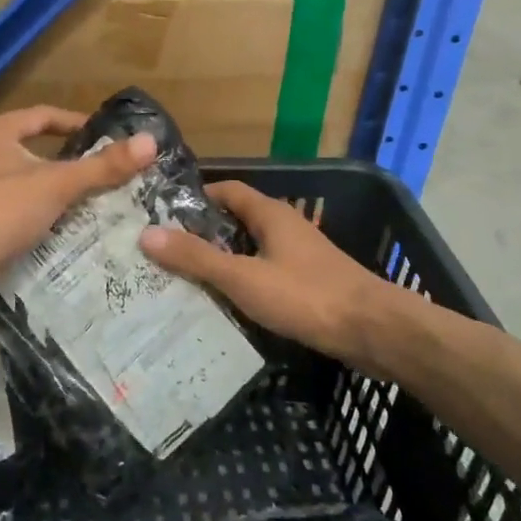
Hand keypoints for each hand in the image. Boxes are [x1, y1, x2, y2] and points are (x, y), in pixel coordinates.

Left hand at [0, 108, 156, 313]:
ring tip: (81, 203)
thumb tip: (150, 142)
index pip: (42, 116)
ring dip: (46, 191)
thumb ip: (102, 166)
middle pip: (29, 149)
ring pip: (18, 181)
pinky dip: (30, 215)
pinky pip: (7, 209)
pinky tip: (53, 231)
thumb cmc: (3, 208)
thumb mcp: (58, 184)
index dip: (73, 122)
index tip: (101, 134)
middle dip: (62, 161)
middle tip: (96, 172)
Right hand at [138, 180, 408, 370]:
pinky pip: (265, 272)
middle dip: (203, 234)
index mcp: (269, 213)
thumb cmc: (306, 296)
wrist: (373, 330)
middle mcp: (285, 226)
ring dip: (222, 260)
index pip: (226, 190)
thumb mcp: (243, 277)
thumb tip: (147, 234)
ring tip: (185, 280)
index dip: (196, 198)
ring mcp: (300, 255)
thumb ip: (197, 258)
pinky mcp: (308, 283)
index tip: (162, 214)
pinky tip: (225, 304)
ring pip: (251, 249)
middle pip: (236, 221)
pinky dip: (243, 281)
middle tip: (165, 252)